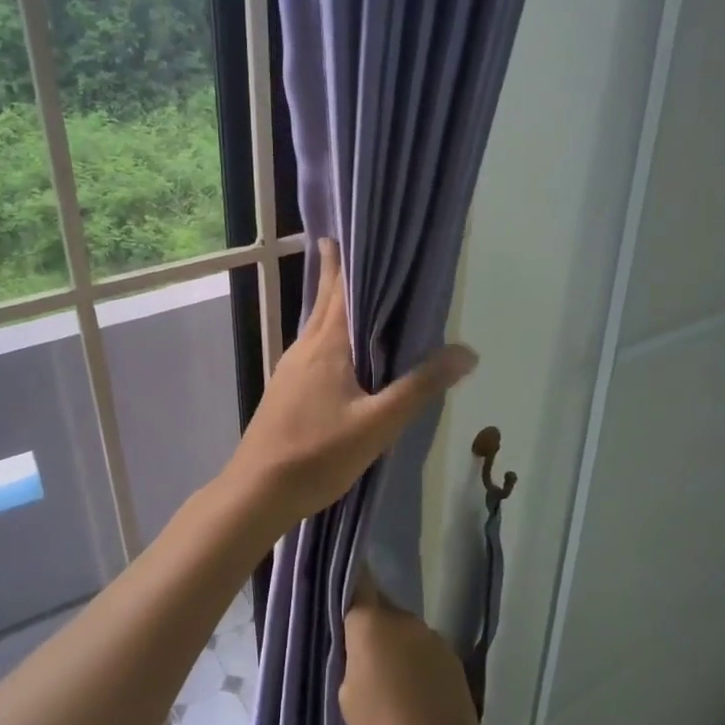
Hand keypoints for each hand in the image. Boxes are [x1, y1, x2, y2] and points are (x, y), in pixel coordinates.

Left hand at [222, 239, 476, 535]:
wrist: (257, 492)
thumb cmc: (317, 454)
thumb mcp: (378, 424)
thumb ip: (420, 388)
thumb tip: (467, 352)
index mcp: (326, 346)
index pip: (339, 289)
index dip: (347, 260)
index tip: (355, 232)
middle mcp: (304, 349)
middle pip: (323, 302)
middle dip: (335, 275)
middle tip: (350, 247)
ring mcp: (289, 371)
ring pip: (315, 327)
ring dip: (331, 305)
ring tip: (352, 294)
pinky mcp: (284, 392)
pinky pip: (311, 351)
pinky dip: (328, 336)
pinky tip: (338, 353)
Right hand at [340, 569, 485, 724]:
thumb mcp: (347, 695)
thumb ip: (351, 658)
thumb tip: (362, 645)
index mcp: (372, 624)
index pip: (358, 584)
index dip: (348, 586)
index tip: (339, 594)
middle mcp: (405, 620)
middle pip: (381, 610)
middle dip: (371, 627)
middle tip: (358, 657)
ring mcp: (433, 638)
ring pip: (404, 632)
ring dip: (395, 646)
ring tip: (387, 681)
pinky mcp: (453, 659)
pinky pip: (424, 650)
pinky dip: (416, 663)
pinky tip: (412, 693)